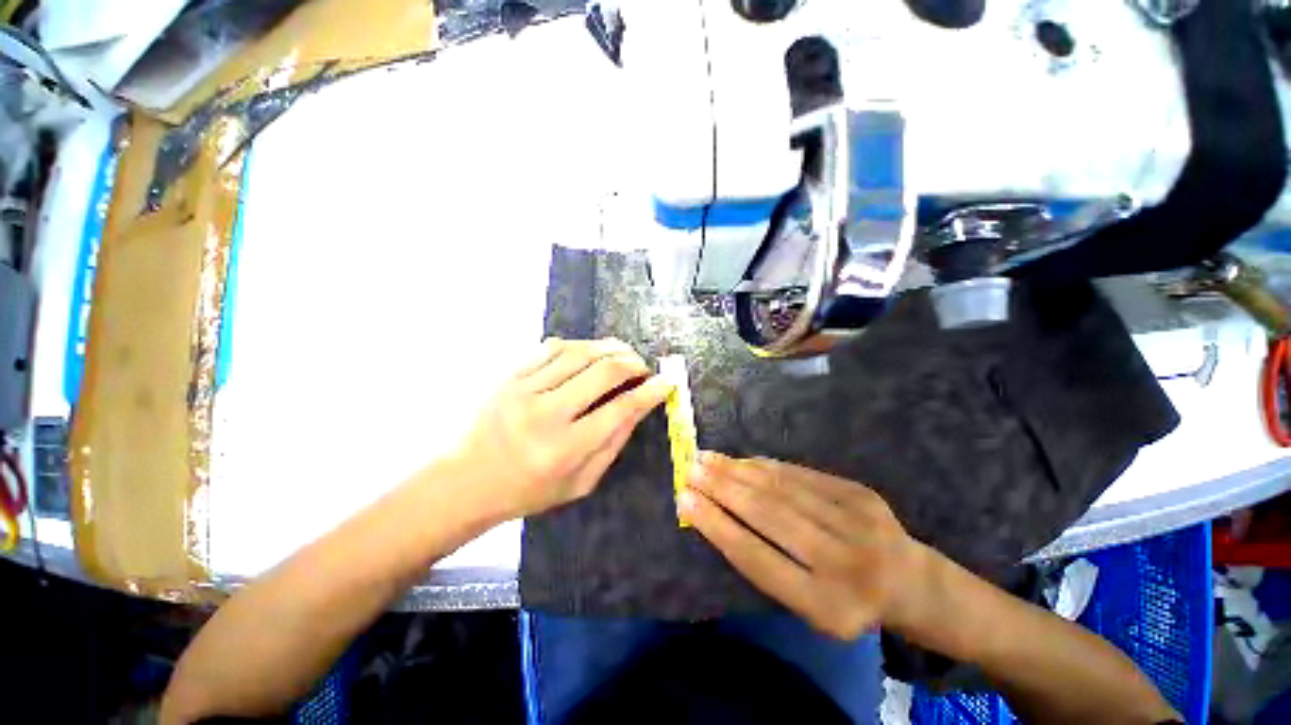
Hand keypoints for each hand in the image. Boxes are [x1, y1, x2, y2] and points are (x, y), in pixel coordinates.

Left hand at [454, 338, 671, 520]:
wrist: (463, 482)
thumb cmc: (527, 491)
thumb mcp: (579, 483)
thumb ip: (613, 444)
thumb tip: (640, 407)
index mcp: (565, 450)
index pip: (620, 409)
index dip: (650, 392)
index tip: (666, 382)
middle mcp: (545, 415)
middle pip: (603, 372)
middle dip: (633, 363)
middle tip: (643, 367)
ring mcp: (523, 390)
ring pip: (579, 353)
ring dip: (609, 348)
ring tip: (623, 353)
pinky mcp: (508, 376)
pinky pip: (551, 348)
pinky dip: (579, 345)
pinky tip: (589, 351)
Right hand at [680, 454, 923, 640]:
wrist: (911, 582)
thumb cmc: (846, 600)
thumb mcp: (808, 604)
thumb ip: (766, 563)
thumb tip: (716, 514)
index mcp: (826, 607)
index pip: (757, 559)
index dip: (716, 526)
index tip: (685, 500)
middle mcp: (845, 563)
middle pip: (769, 515)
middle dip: (722, 488)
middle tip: (690, 469)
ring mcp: (858, 522)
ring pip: (782, 488)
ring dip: (738, 470)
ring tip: (707, 458)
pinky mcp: (860, 493)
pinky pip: (801, 474)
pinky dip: (765, 465)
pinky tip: (742, 460)